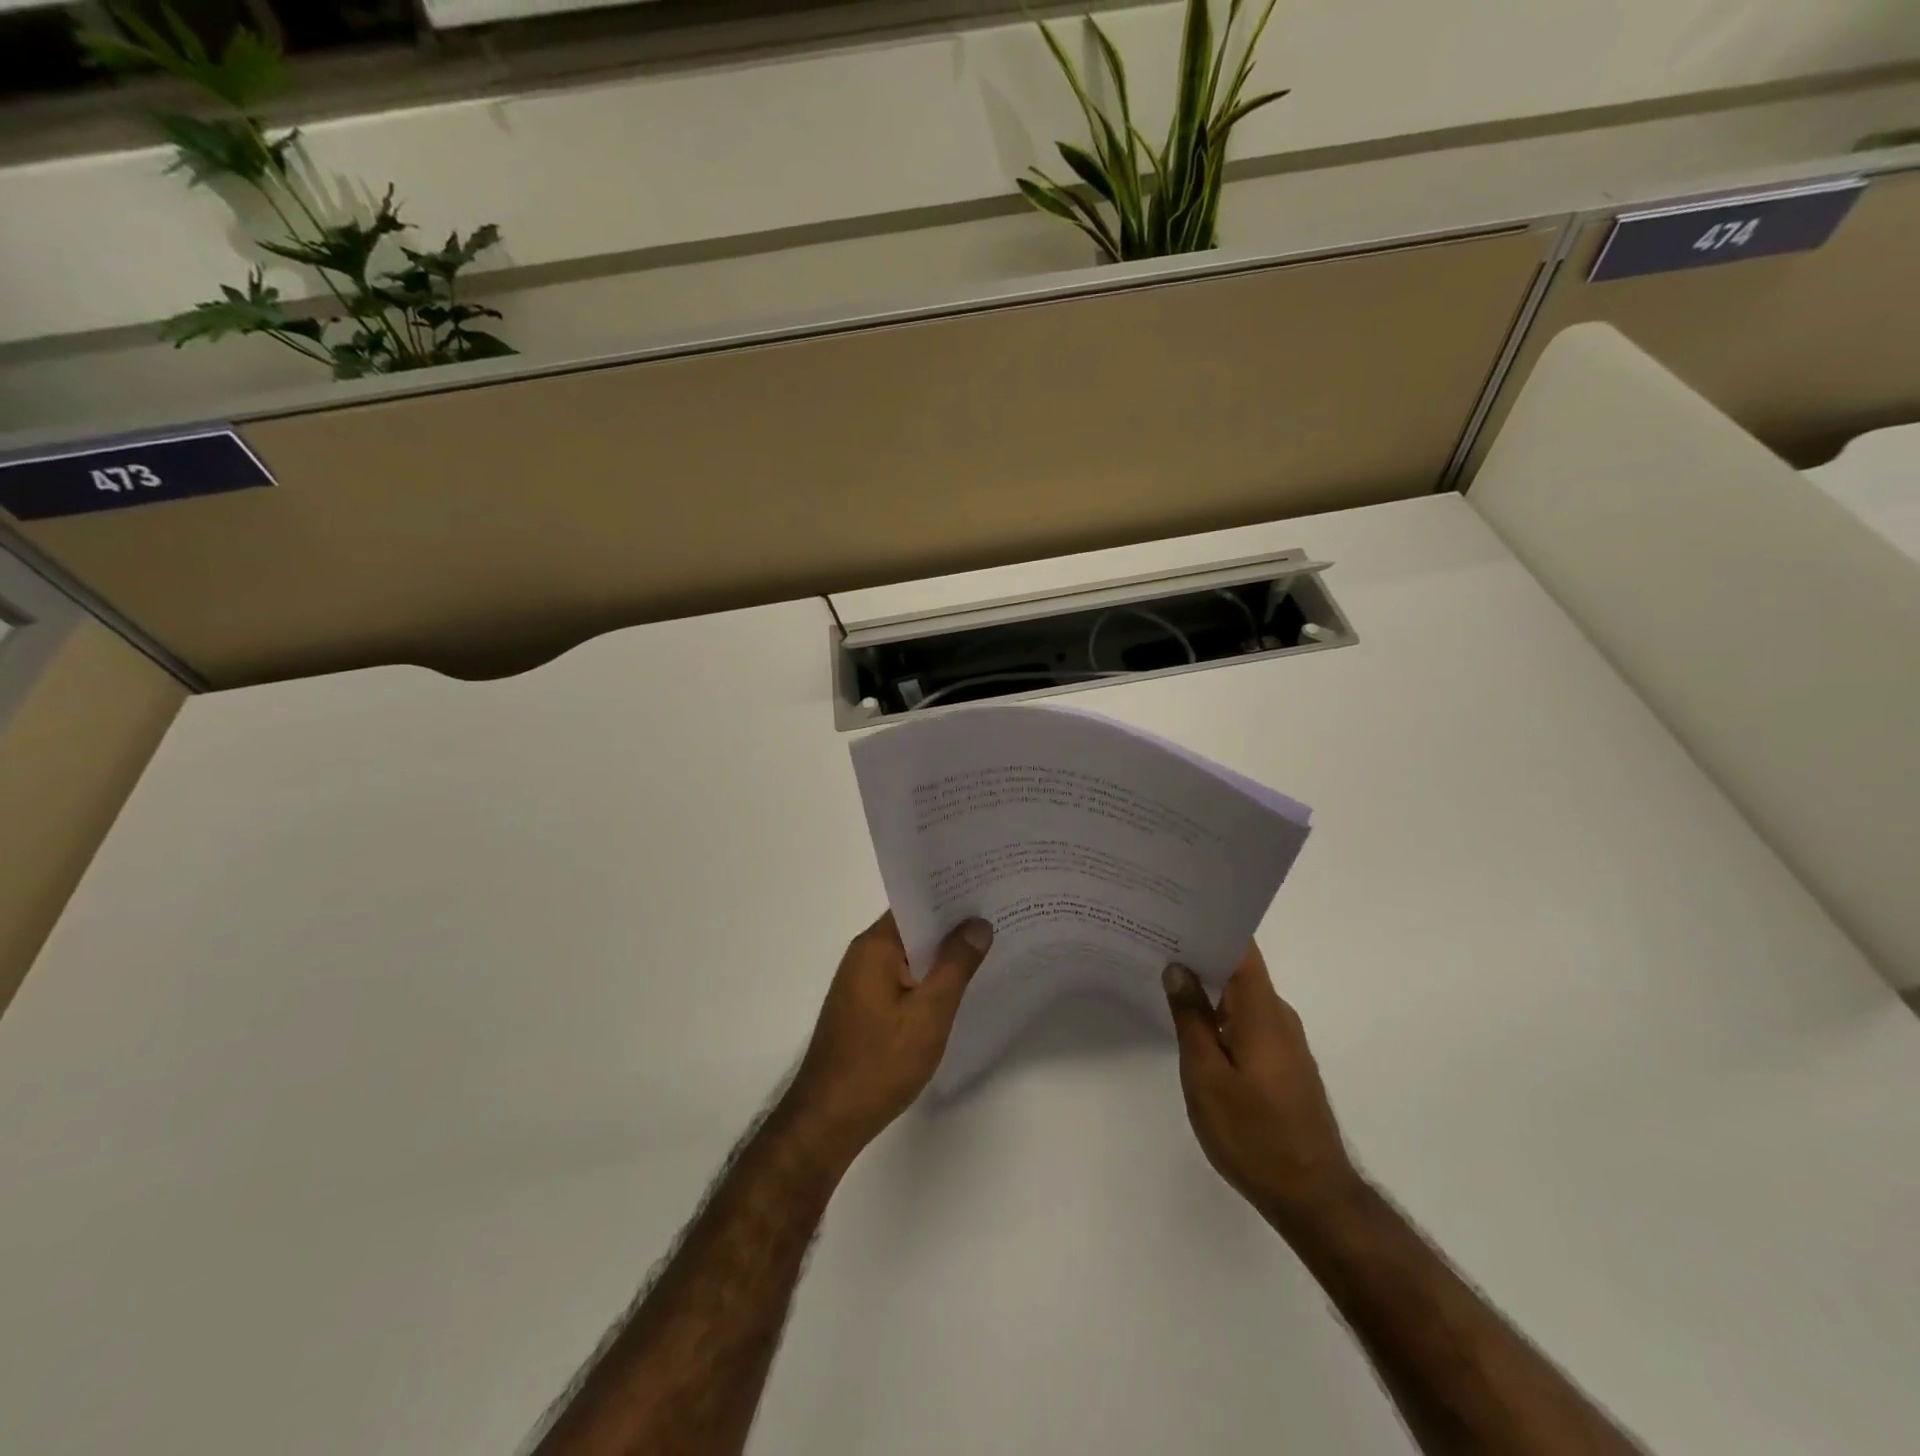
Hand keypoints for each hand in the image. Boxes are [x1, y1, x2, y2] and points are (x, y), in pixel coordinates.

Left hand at [782, 911, 992, 1166]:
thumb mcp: (929, 1012)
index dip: (951, 895)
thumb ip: (956, 965)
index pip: (916, 903)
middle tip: (999, 916)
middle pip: (914, 927)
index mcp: (875, 946)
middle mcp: (864, 955)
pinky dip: (928, 978)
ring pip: (910, 955)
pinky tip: (957, 988)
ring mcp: (862, 982)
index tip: (988, 888)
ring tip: (988, 947)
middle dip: (952, 924)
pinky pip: (903, 978)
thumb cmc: (880, 1062)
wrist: (828, 1120)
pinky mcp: (864, 1008)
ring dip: (942, 954)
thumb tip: (977, 923)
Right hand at [1163, 944, 1361, 1228]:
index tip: (1175, 913)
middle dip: (1200, 954)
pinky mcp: (1284, 1064)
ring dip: (1209, 987)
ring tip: (1165, 977)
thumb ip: (1191, 1018)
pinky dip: (1220, 1014)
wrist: (1313, 1197)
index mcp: (1261, 1010)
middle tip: (1155, 943)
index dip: (1211, 926)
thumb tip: (1178, 968)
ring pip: (1242, 998)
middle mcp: (1278, 1016)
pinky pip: (1248, 1021)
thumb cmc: (1253, 1133)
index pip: (1241, 948)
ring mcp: (1285, 1041)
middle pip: (1239, 969)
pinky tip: (1193, 1024)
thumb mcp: (1206, 1075)